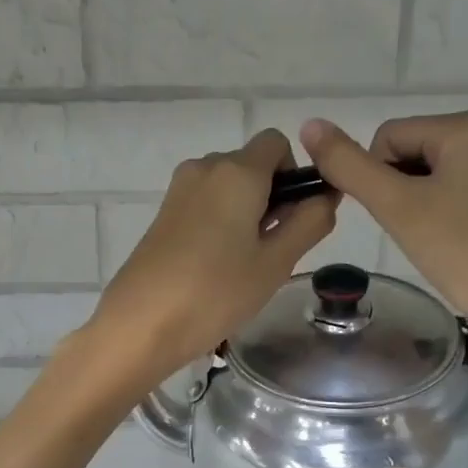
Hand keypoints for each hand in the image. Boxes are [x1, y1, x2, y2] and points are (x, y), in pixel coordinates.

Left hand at [90, 129, 334, 384]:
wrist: (141, 324)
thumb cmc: (216, 293)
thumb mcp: (276, 262)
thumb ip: (309, 222)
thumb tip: (326, 196)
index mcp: (236, 171)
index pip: (277, 143)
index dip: (296, 173)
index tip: (295, 217)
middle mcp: (205, 168)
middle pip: (252, 165)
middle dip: (272, 196)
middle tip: (273, 251)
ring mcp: (179, 190)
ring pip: (228, 186)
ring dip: (246, 212)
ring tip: (244, 264)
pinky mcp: (163, 214)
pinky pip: (205, 203)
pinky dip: (221, 222)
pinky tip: (216, 265)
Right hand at [300, 110, 467, 338]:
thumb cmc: (461, 252)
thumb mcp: (396, 207)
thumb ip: (349, 165)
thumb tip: (310, 125)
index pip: (390, 137)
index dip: (380, 180)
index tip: (400, 218)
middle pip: (418, 149)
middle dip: (406, 188)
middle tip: (421, 230)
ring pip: (442, 168)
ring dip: (428, 197)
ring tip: (441, 235)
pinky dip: (455, 204)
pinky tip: (464, 234)